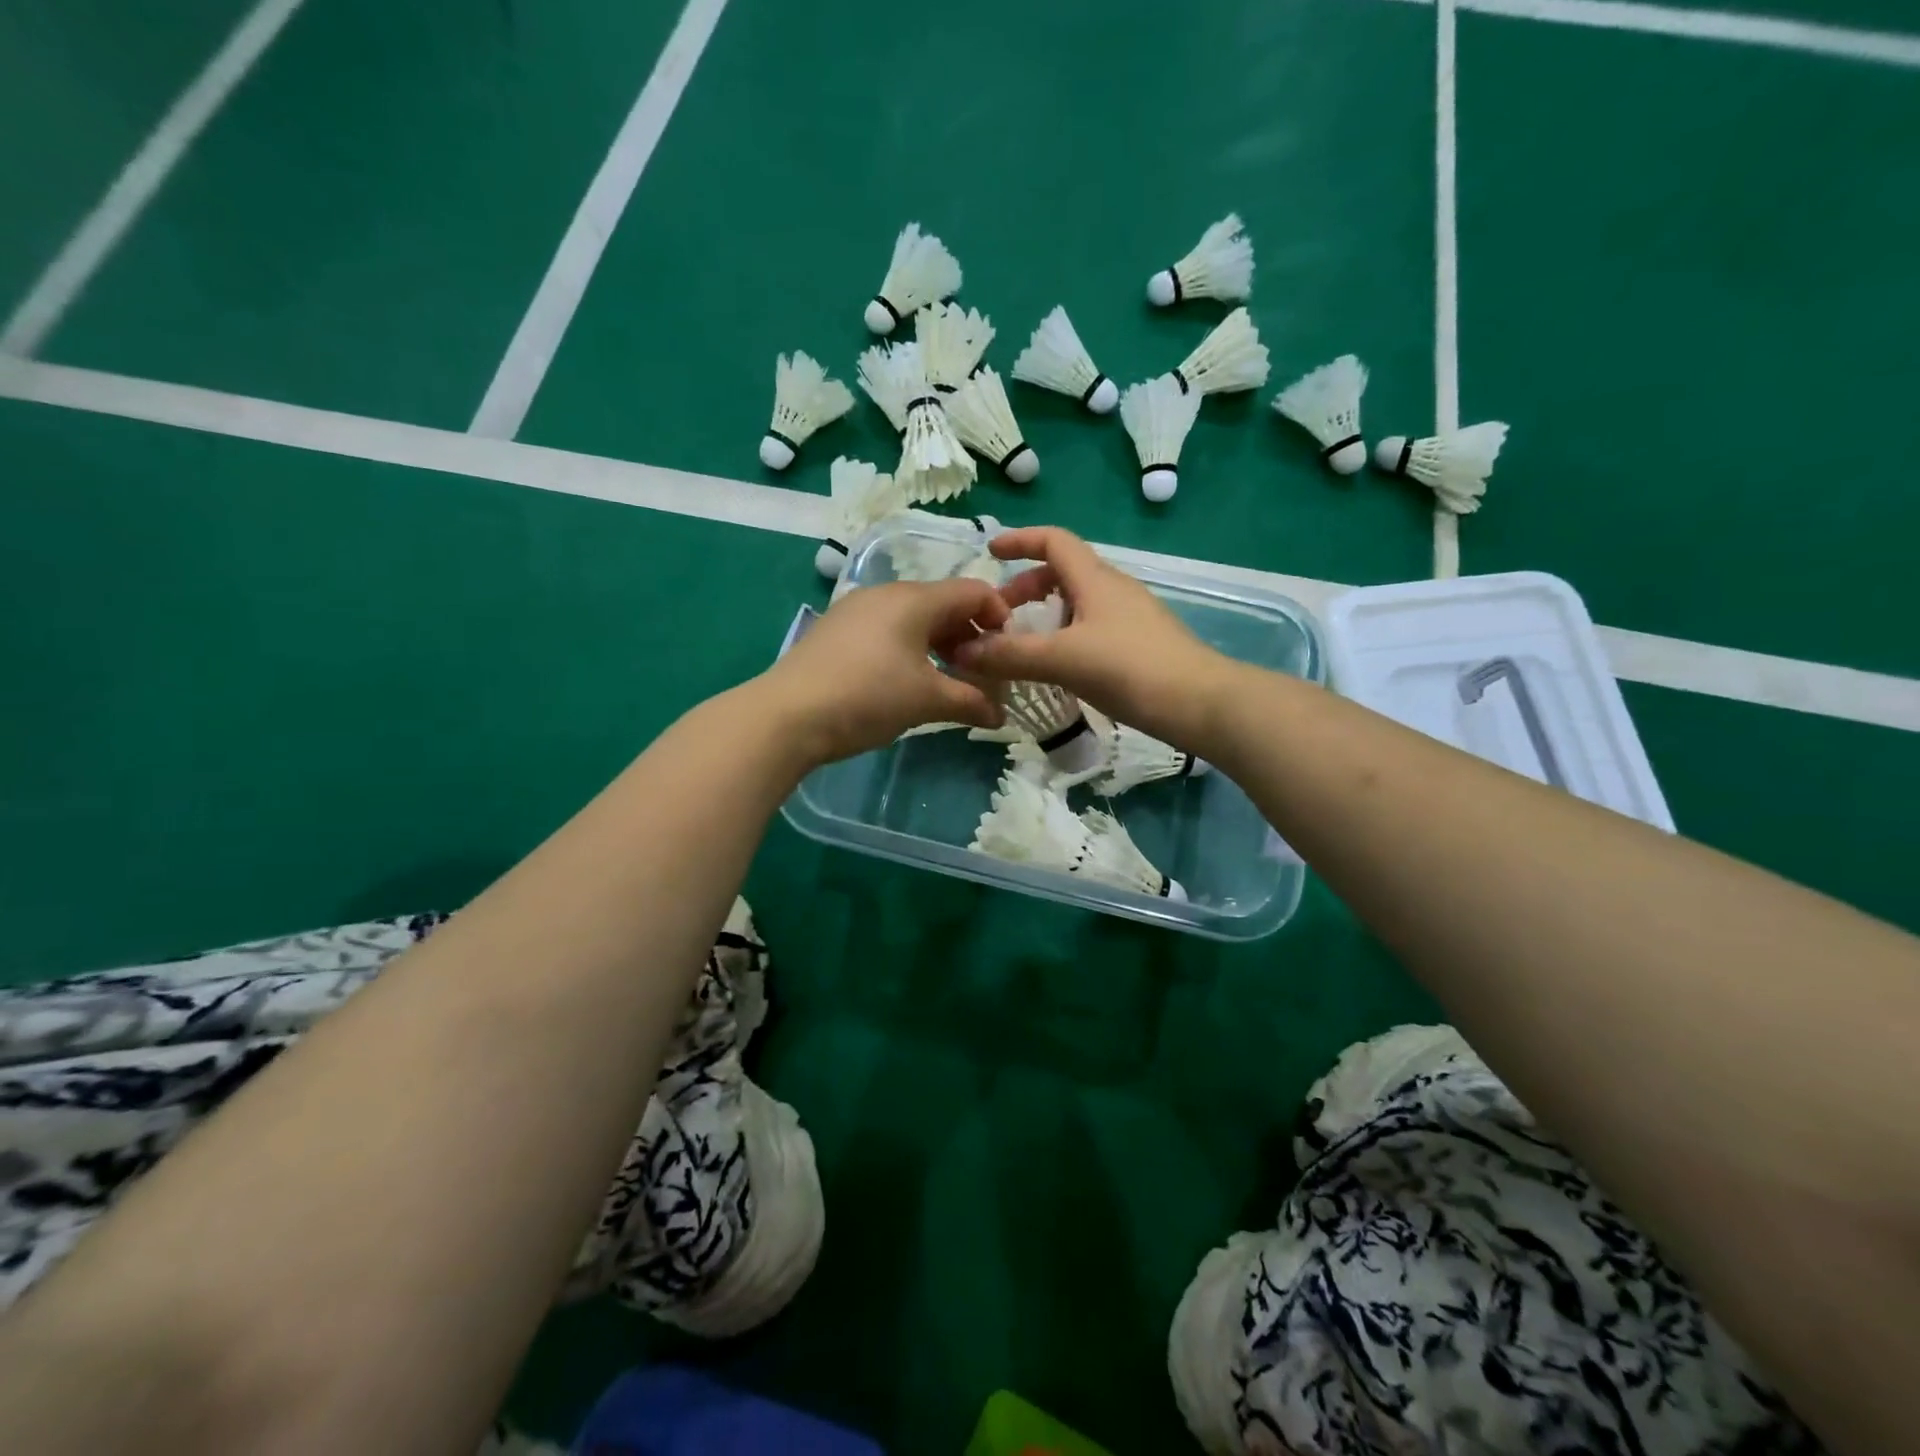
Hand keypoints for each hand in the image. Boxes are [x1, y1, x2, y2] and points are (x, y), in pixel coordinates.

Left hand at [760, 576, 1009, 763]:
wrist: (787, 715)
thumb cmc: (867, 697)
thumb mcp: (927, 700)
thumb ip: (971, 701)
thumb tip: (1000, 714)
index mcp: (914, 599)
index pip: (973, 591)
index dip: (1000, 616)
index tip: (1008, 652)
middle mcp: (886, 594)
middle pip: (943, 603)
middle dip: (970, 635)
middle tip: (981, 672)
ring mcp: (856, 610)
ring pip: (914, 618)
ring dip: (939, 645)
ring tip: (947, 681)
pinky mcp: (837, 631)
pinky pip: (887, 630)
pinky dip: (909, 649)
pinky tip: (906, 682)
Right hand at [949, 526, 1235, 747]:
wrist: (1200, 704)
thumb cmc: (1130, 669)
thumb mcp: (1063, 660)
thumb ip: (1011, 655)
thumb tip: (961, 652)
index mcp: (1095, 579)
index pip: (1053, 540)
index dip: (1020, 540)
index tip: (990, 552)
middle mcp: (1113, 589)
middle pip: (1063, 572)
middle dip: (1026, 588)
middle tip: (1000, 617)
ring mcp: (1131, 617)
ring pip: (1078, 602)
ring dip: (1046, 615)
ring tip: (1024, 646)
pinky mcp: (1140, 644)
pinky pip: (1092, 627)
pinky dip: (1066, 635)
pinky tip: (1059, 668)